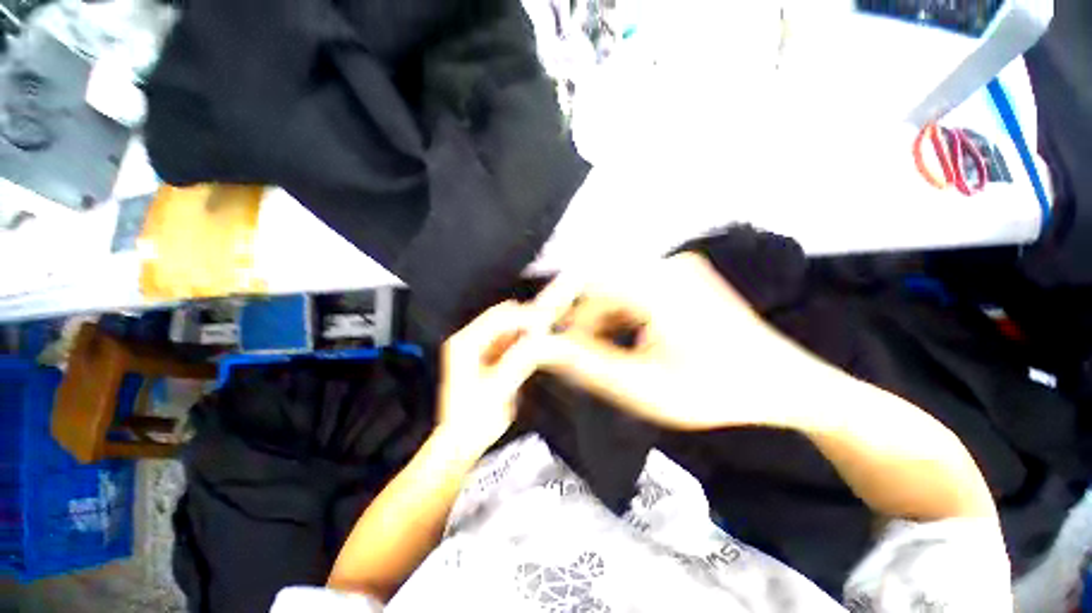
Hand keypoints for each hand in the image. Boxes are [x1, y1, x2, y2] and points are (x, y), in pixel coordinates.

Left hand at [436, 301, 542, 452]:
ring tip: (547, 332)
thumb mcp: (500, 388)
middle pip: (502, 318)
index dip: (525, 316)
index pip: (498, 318)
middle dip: (527, 319)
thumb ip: (520, 360)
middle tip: (550, 324)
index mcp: (465, 344)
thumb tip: (541, 339)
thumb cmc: (474, 420)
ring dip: (526, 328)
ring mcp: (476, 348)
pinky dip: (523, 340)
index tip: (548, 320)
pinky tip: (536, 344)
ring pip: (507, 327)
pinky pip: (508, 340)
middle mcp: (468, 341)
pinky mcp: (485, 357)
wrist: (462, 442)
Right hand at [536, 252, 814, 429]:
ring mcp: (676, 268)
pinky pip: (634, 290)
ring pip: (615, 287)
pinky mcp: (681, 277)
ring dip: (599, 318)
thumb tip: (544, 347)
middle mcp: (666, 265)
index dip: (554, 301)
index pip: (585, 278)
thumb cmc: (716, 392)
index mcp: (658, 286)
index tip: (538, 328)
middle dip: (578, 318)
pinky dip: (618, 314)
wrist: (783, 384)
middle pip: (599, 283)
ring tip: (597, 353)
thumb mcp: (643, 387)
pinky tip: (623, 341)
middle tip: (567, 351)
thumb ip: (587, 364)